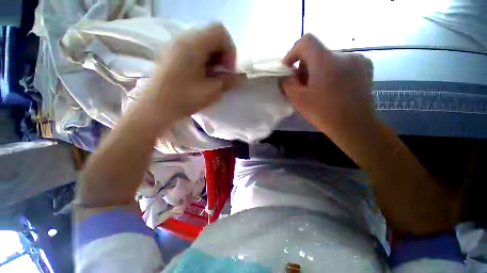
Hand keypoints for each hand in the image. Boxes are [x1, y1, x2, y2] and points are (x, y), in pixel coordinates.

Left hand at [144, 24, 245, 122]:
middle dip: (222, 54)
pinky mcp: (172, 54)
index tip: (228, 70)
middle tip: (222, 74)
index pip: (220, 32)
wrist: (155, 108)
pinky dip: (203, 59)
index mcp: (193, 44)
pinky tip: (202, 75)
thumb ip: (230, 81)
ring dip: (213, 58)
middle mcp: (183, 38)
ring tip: (212, 76)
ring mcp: (175, 45)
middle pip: (212, 36)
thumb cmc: (184, 99)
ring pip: (203, 43)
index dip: (230, 51)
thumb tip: (244, 77)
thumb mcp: (211, 91)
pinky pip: (193, 49)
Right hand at [282, 34, 374, 134]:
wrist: (355, 126)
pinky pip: (341, 63)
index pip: (306, 41)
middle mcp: (344, 54)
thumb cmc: (324, 113)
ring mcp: (358, 59)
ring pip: (328, 59)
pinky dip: (331, 72)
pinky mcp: (366, 66)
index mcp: (326, 60)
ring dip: (318, 70)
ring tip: (317, 89)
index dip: (293, 53)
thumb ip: (287, 83)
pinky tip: (332, 88)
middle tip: (302, 86)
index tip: (289, 69)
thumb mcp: (298, 99)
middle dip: (305, 67)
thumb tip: (287, 74)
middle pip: (317, 52)